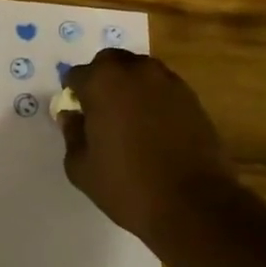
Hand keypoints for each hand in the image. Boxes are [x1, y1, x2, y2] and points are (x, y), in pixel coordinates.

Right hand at [57, 49, 236, 240]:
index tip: (76, 114)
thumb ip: (72, 134)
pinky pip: (163, 88)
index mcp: (103, 83)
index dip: (73, 94)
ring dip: (129, 85)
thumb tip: (71, 116)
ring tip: (128, 118)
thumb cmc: (127, 186)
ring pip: (140, 71)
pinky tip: (153, 127)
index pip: (77, 75)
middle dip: (101, 79)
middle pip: (110, 62)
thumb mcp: (81, 168)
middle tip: (100, 110)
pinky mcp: (192, 97)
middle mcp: (136, 71)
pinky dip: (153, 98)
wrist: (193, 204)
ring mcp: (168, 82)